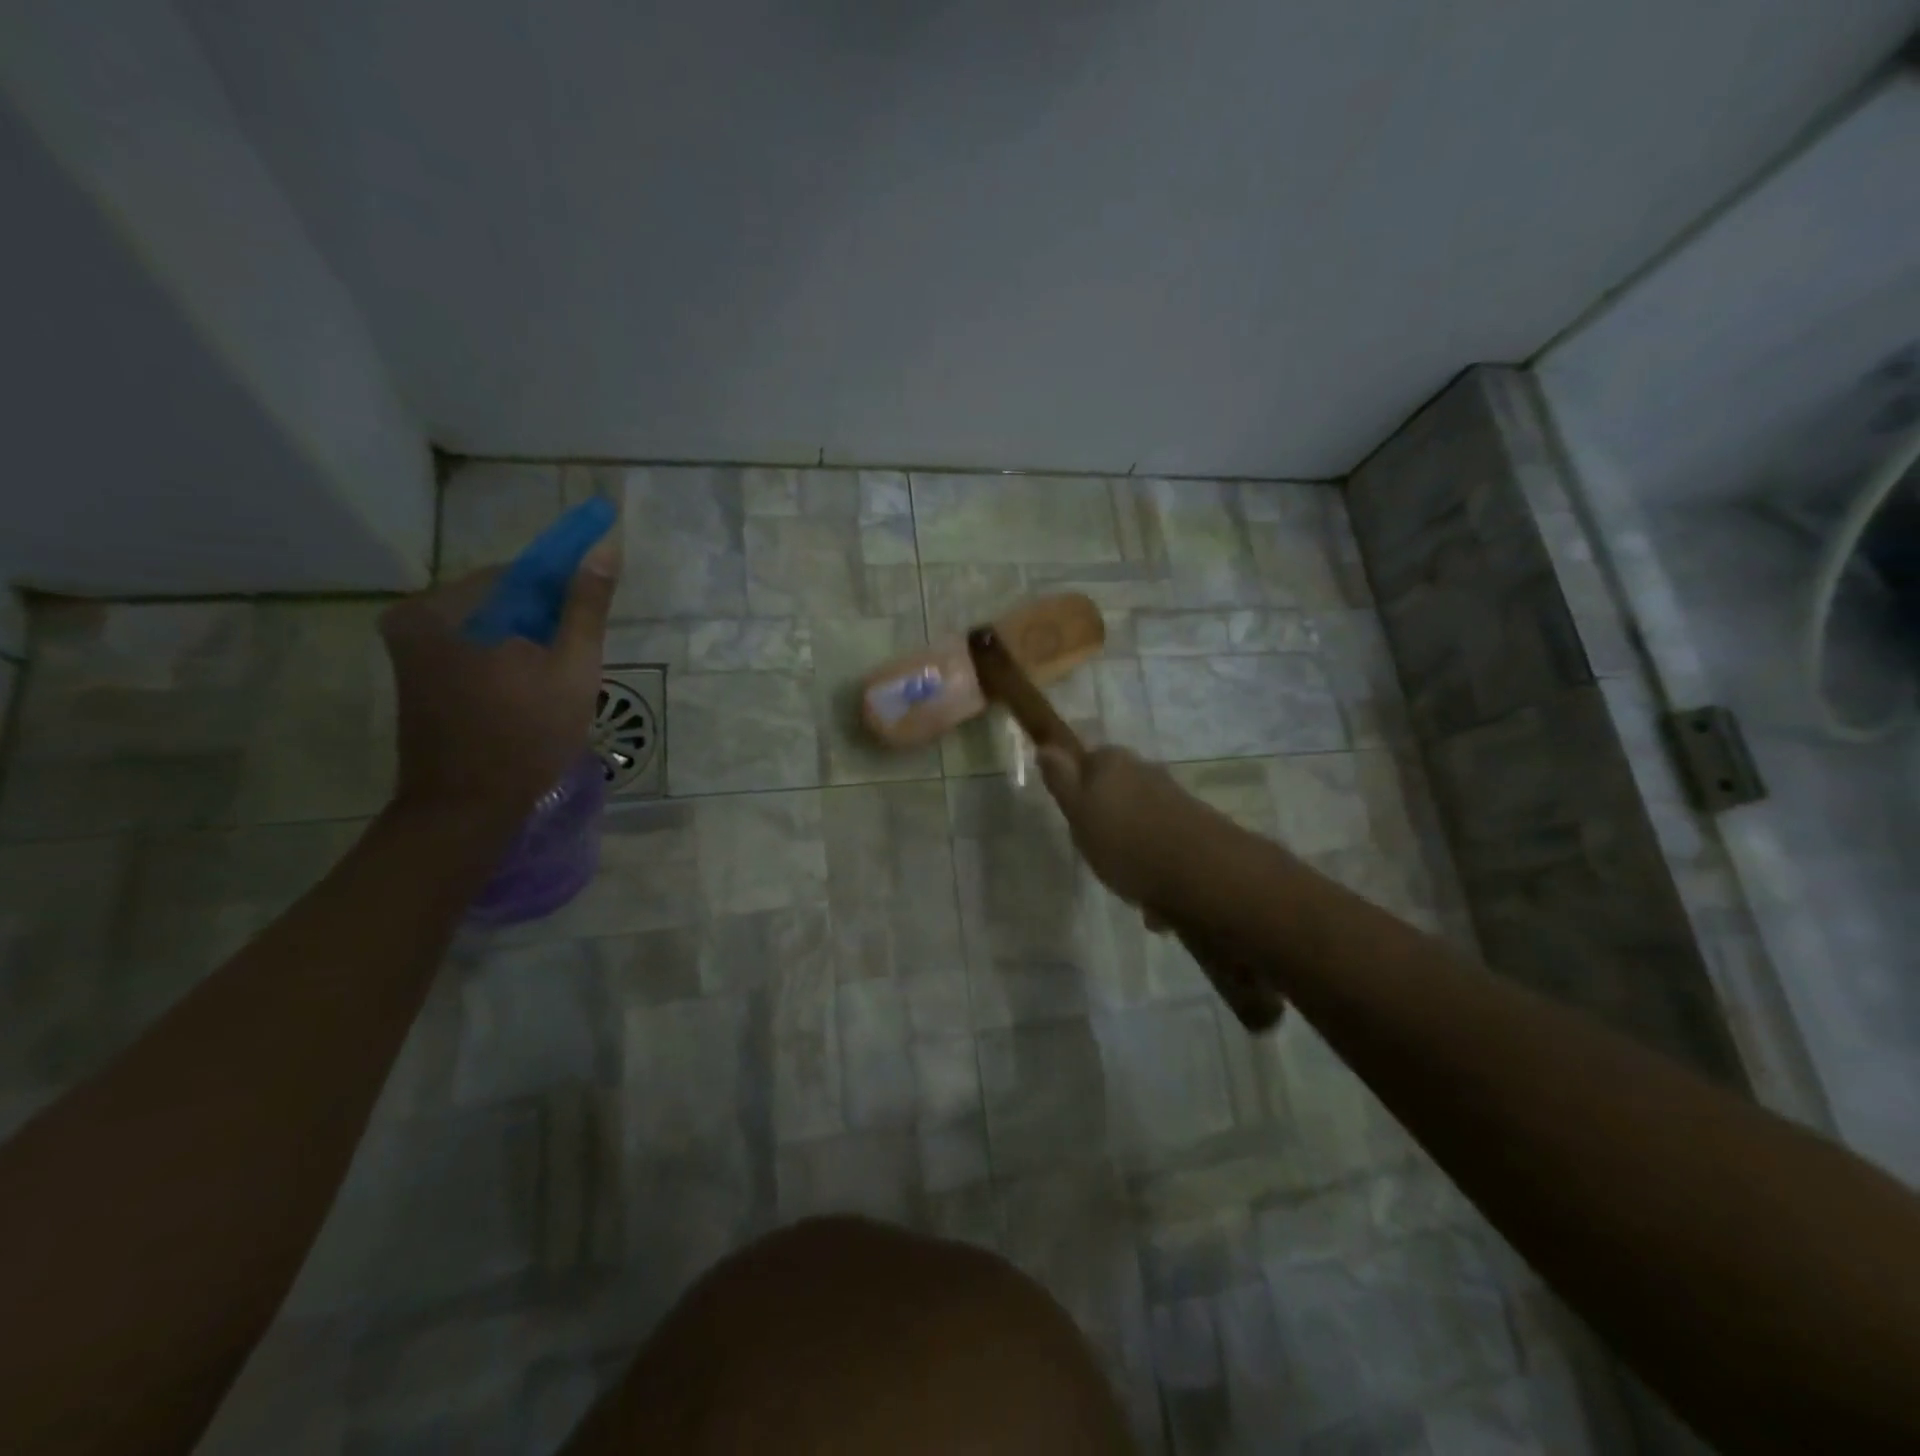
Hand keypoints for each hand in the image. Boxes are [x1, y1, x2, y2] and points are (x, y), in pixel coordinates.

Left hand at [378, 539, 619, 821]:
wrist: (466, 808)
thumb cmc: (525, 736)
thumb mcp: (571, 668)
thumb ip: (586, 607)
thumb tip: (605, 548)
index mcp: (444, 607)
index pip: (520, 574)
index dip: (563, 590)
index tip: (592, 616)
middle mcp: (415, 618)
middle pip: (502, 601)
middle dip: (544, 624)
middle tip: (575, 662)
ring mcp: (410, 650)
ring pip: (490, 629)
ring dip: (527, 645)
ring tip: (555, 685)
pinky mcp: (416, 678)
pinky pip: (473, 651)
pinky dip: (506, 663)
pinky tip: (528, 694)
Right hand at [1035, 744, 1217, 908]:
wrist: (1200, 874)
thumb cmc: (1124, 841)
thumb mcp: (1078, 811)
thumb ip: (1062, 780)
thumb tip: (1046, 746)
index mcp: (1113, 762)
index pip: (1088, 761)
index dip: (1078, 788)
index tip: (1074, 818)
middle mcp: (1146, 772)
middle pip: (1117, 791)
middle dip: (1108, 819)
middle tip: (1096, 851)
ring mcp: (1174, 800)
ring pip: (1141, 821)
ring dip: (1133, 848)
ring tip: (1127, 882)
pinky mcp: (1196, 829)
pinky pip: (1164, 847)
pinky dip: (1156, 868)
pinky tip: (1154, 900)